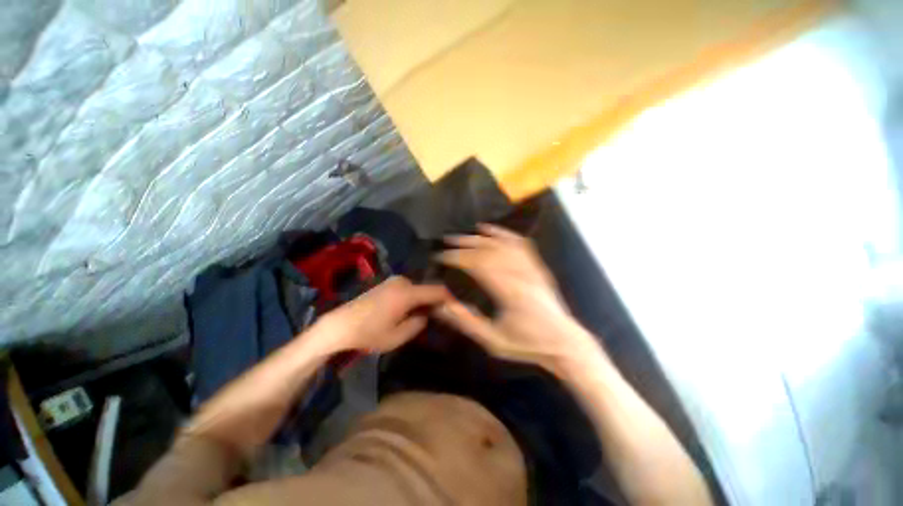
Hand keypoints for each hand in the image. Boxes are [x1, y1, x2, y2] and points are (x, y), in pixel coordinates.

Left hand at [319, 276, 450, 353]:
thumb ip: (418, 324)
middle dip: (434, 301)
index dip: (449, 298)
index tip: (457, 306)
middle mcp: (402, 282)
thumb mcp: (397, 336)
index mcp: (407, 293)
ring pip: (417, 289)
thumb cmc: (369, 333)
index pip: (436, 290)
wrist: (339, 325)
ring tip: (422, 315)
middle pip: (427, 289)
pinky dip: (413, 297)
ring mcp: (393, 281)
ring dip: (422, 300)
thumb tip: (426, 315)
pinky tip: (408, 310)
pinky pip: (407, 288)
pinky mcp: (386, 284)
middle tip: (438, 316)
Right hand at [435, 224, 601, 372]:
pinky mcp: (537, 266)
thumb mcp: (493, 341)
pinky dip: (503, 233)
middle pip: (489, 250)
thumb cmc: (527, 343)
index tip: (441, 257)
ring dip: (480, 237)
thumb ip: (466, 322)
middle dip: (465, 244)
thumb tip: (441, 305)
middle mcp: (520, 274)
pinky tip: (490, 229)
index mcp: (508, 292)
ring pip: (502, 244)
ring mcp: (531, 268)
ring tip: (463, 235)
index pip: (477, 265)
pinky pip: (519, 243)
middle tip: (447, 242)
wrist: (564, 342)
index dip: (457, 257)